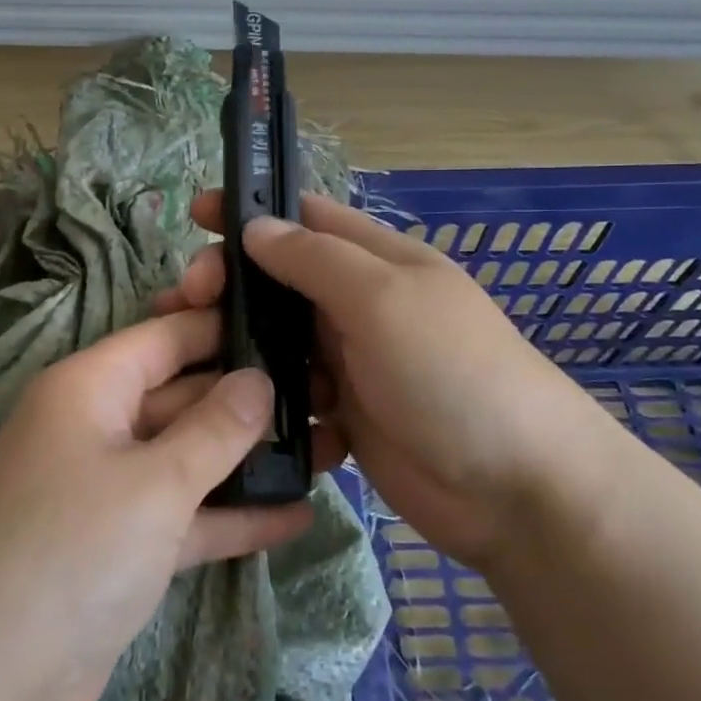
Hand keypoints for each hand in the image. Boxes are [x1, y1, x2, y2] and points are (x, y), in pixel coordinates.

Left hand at [0, 307, 313, 700]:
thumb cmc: (73, 551)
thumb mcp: (156, 482)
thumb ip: (215, 428)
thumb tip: (258, 379)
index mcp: (88, 387)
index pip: (166, 336)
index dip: (224, 326)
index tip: (291, 324)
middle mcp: (94, 426)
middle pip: (181, 395)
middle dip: (248, 400)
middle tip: (325, 396)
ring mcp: (104, 489)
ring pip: (186, 457)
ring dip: (247, 460)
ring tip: (324, 452)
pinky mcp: (116, 546)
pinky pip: (180, 515)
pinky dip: (228, 516)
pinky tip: (294, 517)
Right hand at [159, 193, 611, 569]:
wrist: (516, 490)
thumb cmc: (451, 373)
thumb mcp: (383, 300)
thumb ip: (315, 260)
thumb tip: (255, 227)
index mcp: (376, 260)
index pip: (303, 217)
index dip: (250, 210)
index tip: (196, 214)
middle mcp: (359, 304)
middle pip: (279, 279)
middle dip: (230, 282)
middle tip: (184, 300)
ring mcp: (351, 361)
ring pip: (278, 338)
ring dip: (237, 342)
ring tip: (192, 356)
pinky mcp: (345, 414)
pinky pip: (290, 393)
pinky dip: (263, 396)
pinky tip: (234, 407)